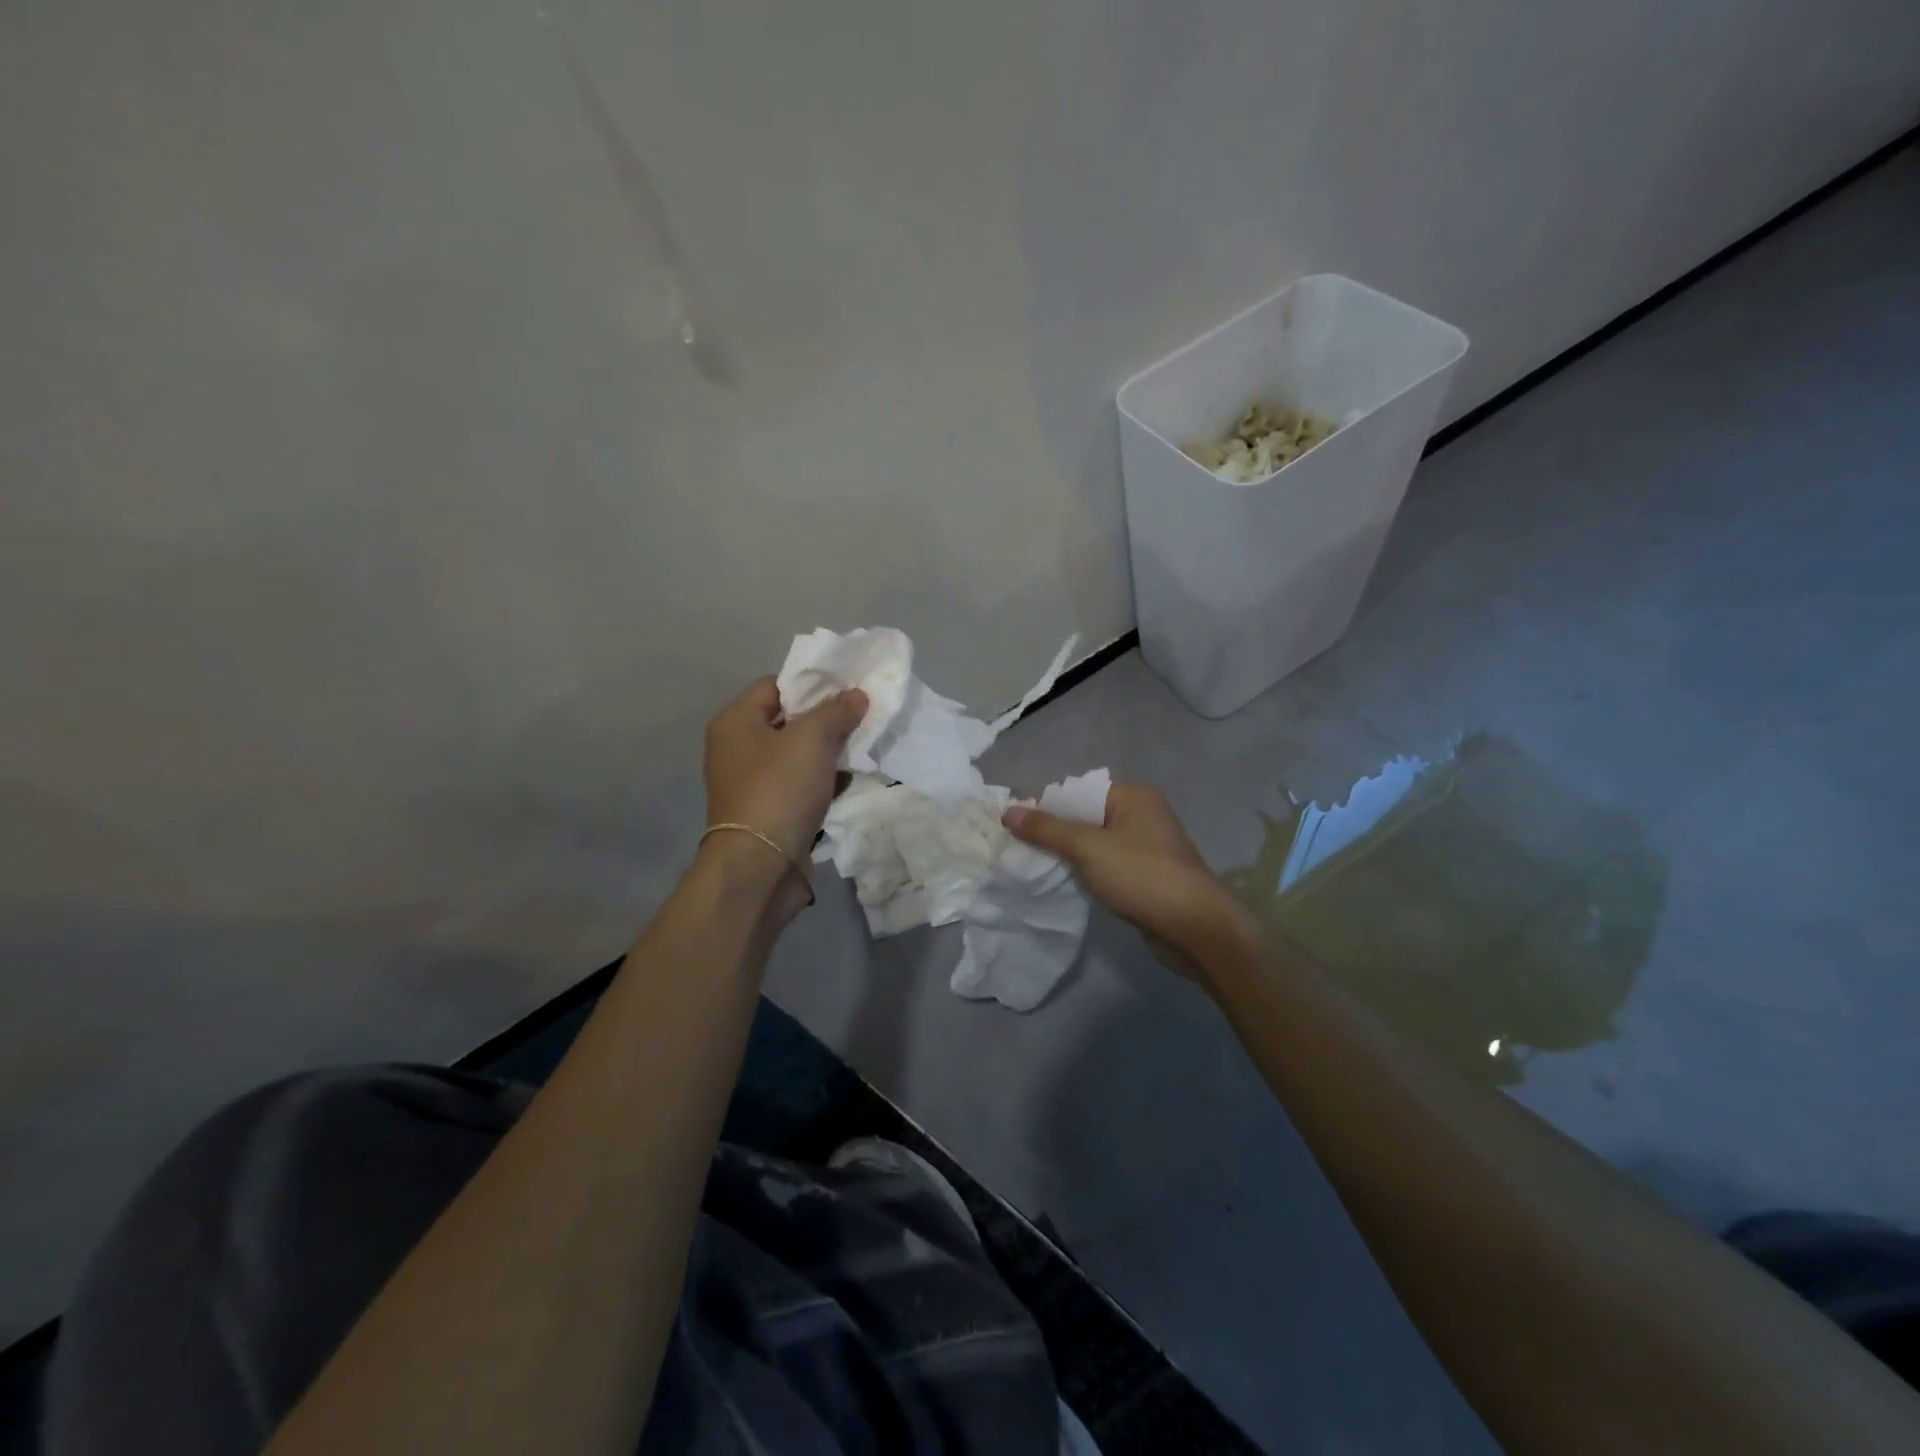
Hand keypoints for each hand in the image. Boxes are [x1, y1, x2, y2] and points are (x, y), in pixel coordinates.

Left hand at [702, 678, 866, 914]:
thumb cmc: (779, 790)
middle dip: (826, 718)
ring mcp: (752, 783)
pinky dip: (824, 781)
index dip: (812, 683)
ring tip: (863, 745)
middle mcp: (737, 749)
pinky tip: (851, 779)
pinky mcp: (770, 811)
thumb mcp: (812, 739)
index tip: (848, 687)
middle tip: (862, 715)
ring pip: (797, 755)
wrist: (760, 867)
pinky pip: (801, 785)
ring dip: (828, 751)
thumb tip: (857, 695)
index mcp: (735, 722)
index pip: (775, 685)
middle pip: (788, 720)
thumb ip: (836, 711)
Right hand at [1004, 783, 1258, 984]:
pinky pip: (1107, 865)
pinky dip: (1086, 872)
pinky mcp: (1147, 875)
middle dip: (1054, 833)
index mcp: (1132, 796)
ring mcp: (1147, 846)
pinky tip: (1064, 884)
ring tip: (1035, 868)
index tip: (1015, 828)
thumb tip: (1009, 811)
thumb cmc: (1143, 876)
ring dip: (1068, 855)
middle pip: (1085, 817)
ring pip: (1095, 843)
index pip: (1077, 792)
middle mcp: (1142, 814)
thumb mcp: (1089, 848)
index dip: (1045, 807)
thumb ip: (1048, 829)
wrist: (1196, 929)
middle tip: (1019, 850)